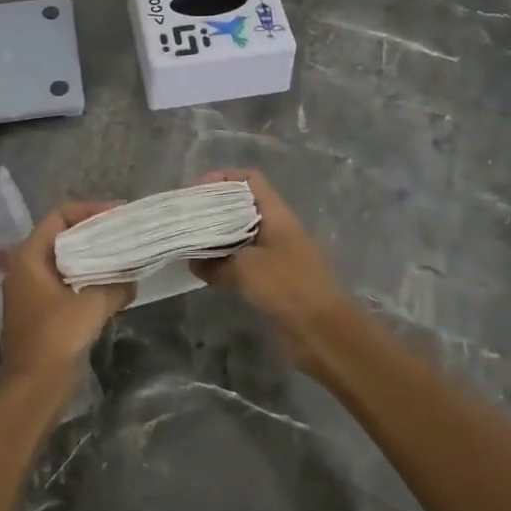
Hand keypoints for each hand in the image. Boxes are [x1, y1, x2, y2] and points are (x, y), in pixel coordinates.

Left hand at [0, 201, 133, 390]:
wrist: (33, 390)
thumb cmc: (55, 338)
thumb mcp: (92, 305)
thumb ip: (115, 285)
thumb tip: (131, 280)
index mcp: (29, 257)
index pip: (59, 217)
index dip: (88, 211)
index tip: (117, 214)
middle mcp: (25, 269)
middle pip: (61, 237)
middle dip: (93, 234)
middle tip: (123, 233)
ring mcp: (31, 292)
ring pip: (65, 262)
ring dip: (91, 259)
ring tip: (122, 257)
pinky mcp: (41, 313)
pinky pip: (66, 284)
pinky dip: (87, 280)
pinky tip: (111, 287)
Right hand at [191, 170, 354, 369]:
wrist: (323, 332)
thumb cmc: (286, 287)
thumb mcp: (244, 269)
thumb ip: (215, 263)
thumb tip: (194, 263)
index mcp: (276, 214)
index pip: (250, 180)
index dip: (224, 178)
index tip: (197, 190)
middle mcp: (277, 228)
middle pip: (243, 206)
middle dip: (215, 208)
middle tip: (188, 217)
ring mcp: (277, 254)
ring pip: (242, 235)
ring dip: (218, 237)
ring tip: (191, 242)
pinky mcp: (275, 279)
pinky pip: (245, 261)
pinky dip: (226, 262)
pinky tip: (206, 270)